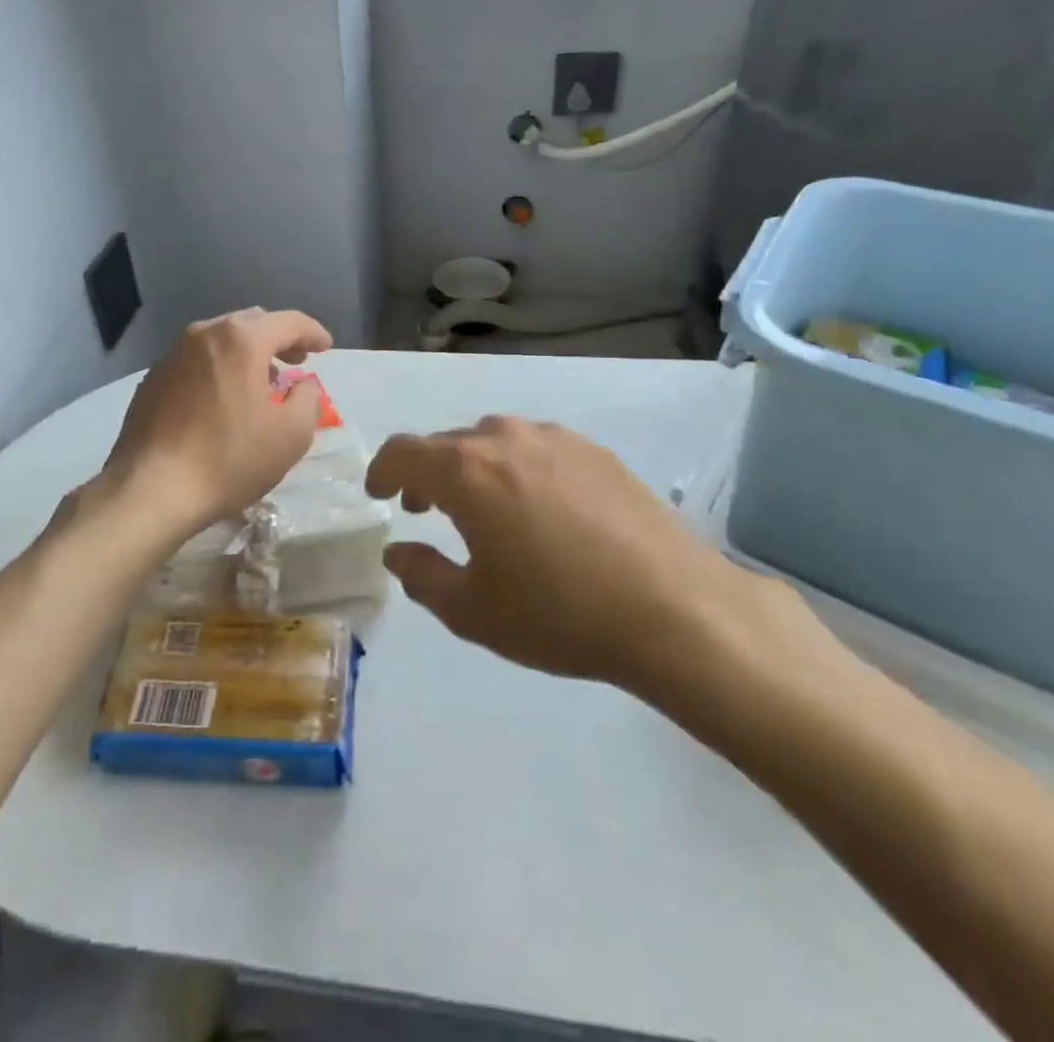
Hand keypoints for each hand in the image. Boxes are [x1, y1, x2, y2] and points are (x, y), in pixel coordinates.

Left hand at [102, 308, 333, 537]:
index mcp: (241, 340)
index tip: (326, 348)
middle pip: (252, 323)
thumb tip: (303, 385)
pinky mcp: (153, 379)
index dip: (313, 333)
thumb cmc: (230, 459)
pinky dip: (219, 368)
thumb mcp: (292, 435)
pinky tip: (223, 399)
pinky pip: (196, 361)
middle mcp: (204, 334)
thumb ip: (308, 399)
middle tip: (297, 363)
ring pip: (221, 340)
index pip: (289, 321)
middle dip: (279, 339)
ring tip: (262, 381)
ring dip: (248, 353)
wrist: (151, 490)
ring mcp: (172, 354)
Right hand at [366, 417, 834, 719]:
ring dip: (472, 467)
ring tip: (481, 507)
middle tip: (424, 509)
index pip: (403, 451)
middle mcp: (505, 439)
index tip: (379, 494)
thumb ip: (421, 576)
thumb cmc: (559, 613)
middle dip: (426, 473)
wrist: (674, 608)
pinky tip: (538, 507)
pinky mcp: (595, 451)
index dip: (382, 470)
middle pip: (447, 443)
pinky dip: (516, 467)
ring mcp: (555, 439)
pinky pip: (535, 447)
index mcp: (467, 471)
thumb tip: (397, 551)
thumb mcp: (472, 611)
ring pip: (493, 440)